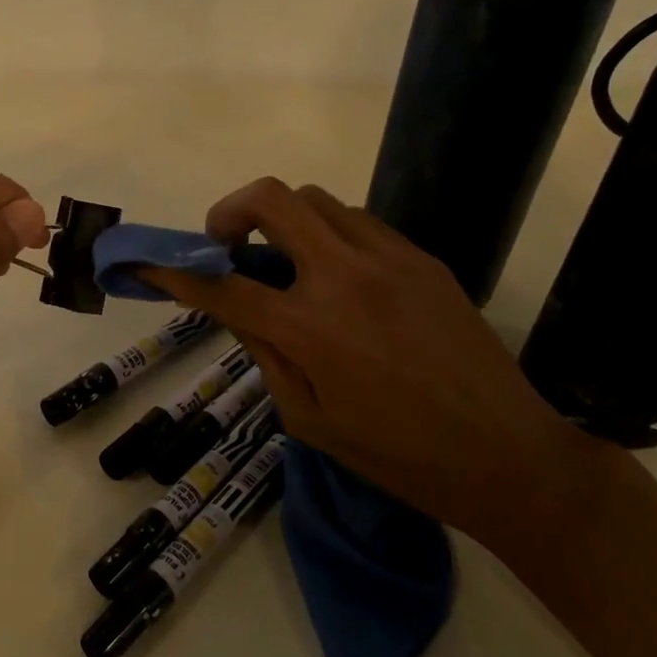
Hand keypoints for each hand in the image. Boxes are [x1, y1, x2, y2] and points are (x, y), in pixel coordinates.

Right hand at [141, 178, 607, 556]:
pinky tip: (338, 276)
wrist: (508, 455)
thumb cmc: (397, 456)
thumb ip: (264, 356)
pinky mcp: (424, 259)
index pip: (222, 286)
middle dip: (230, 211)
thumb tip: (236, 310)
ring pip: (317, 200)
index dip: (173, 273)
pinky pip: (360, 223)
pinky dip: (329, 235)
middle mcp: (345, 276)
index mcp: (309, 328)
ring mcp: (390, 259)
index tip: (147, 263)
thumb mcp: (308, 421)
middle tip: (225, 244)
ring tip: (285, 261)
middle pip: (271, 199)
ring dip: (284, 220)